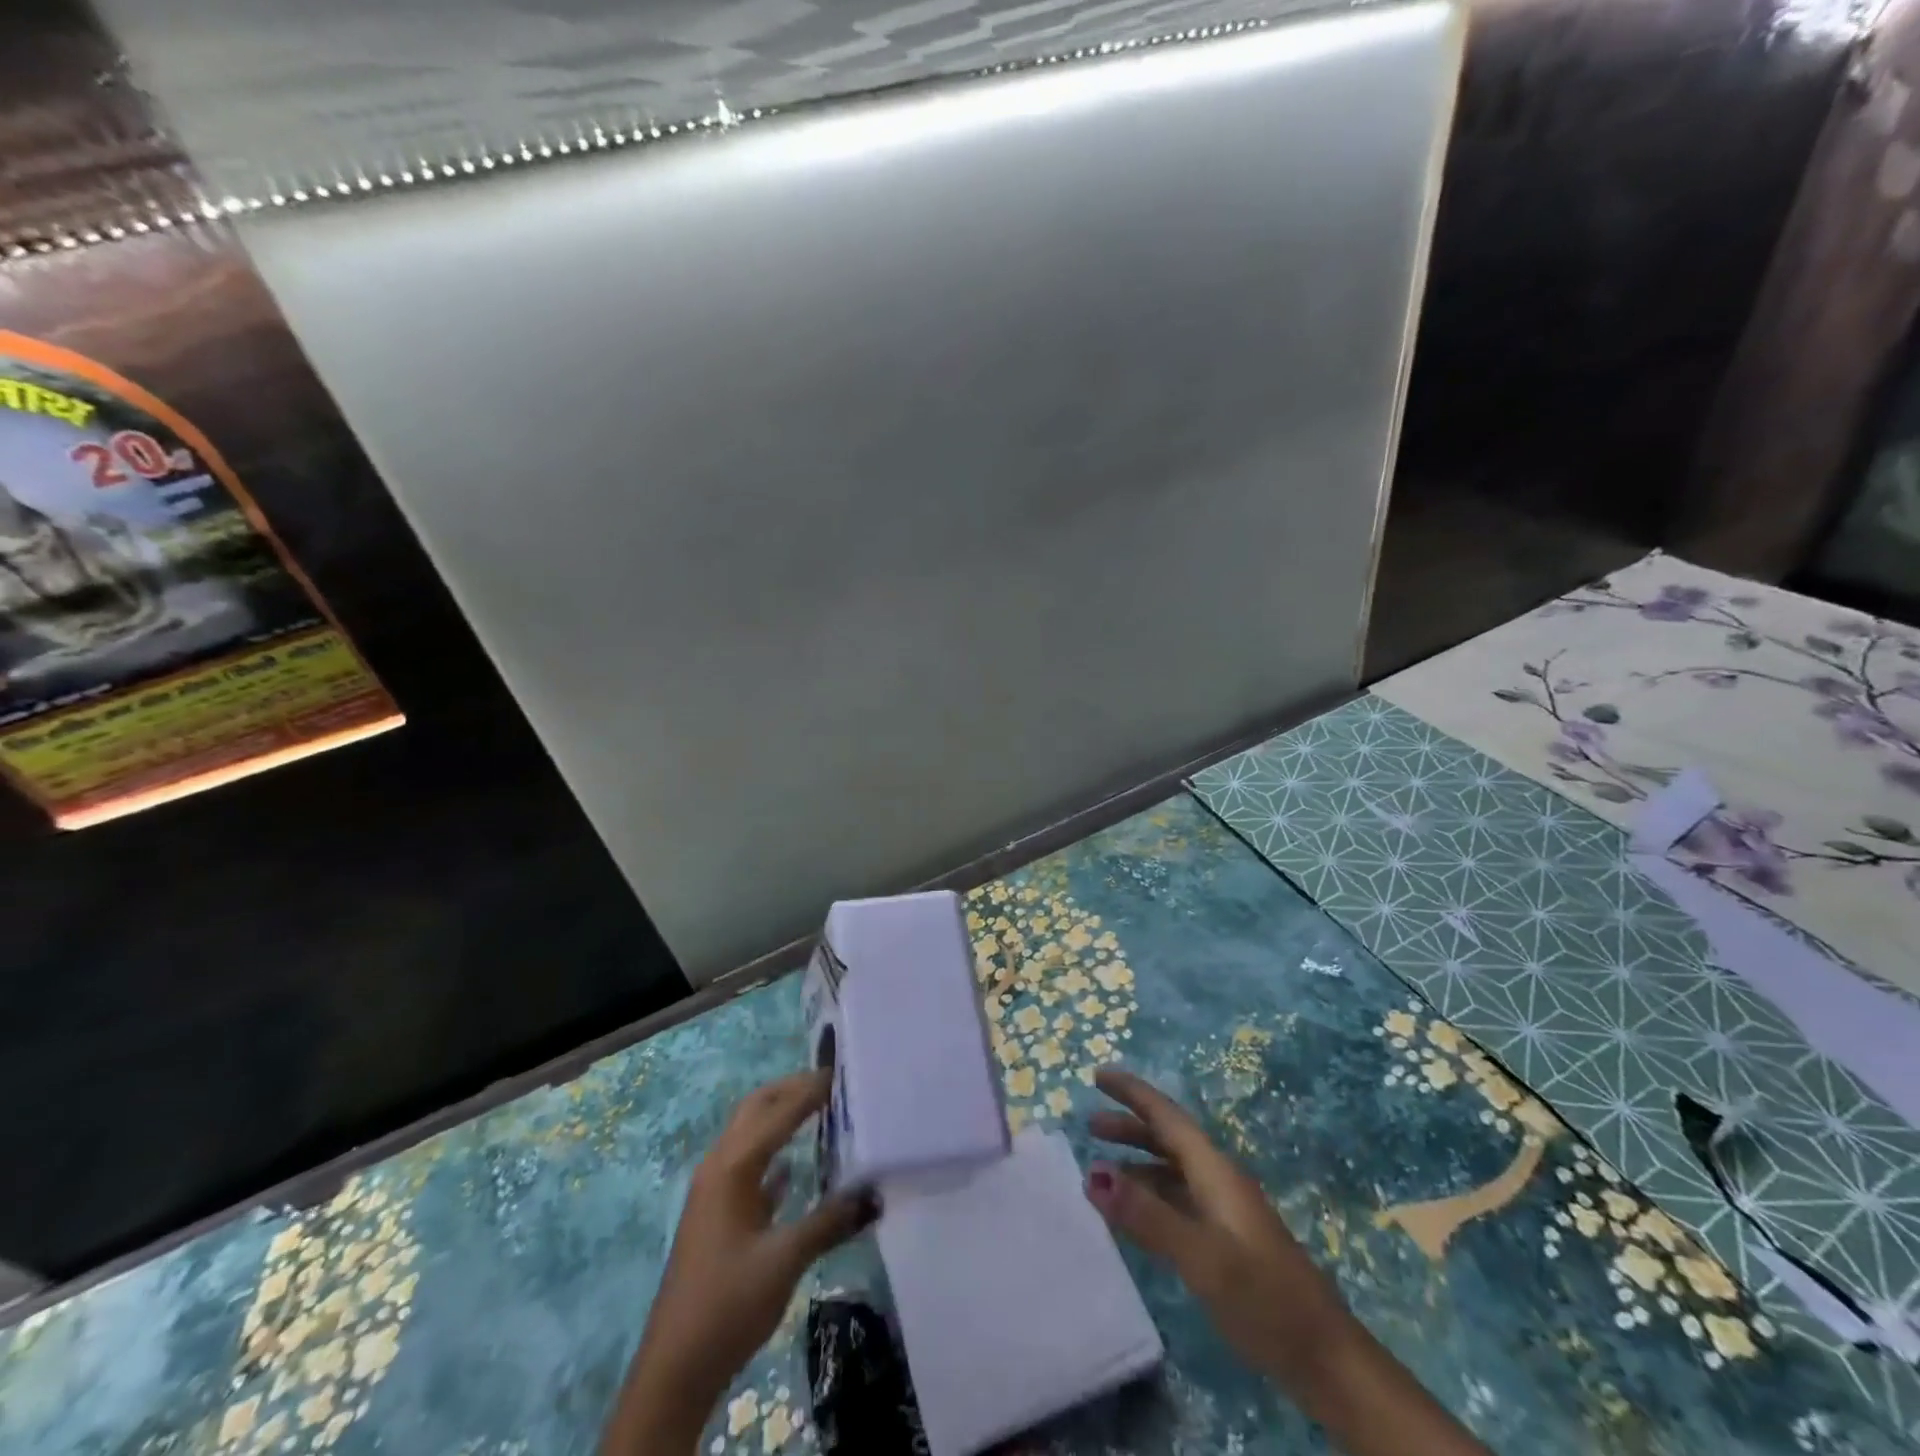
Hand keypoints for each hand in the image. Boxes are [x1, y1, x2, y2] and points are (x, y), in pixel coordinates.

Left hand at [601, 1070, 876, 1455]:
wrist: (675, 1368)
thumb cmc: (728, 1303)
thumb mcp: (785, 1260)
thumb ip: (830, 1221)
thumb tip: (874, 1194)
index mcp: (732, 1166)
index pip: (778, 1112)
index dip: (810, 1091)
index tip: (842, 1072)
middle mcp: (719, 1166)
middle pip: (756, 1109)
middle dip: (790, 1090)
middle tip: (831, 1082)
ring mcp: (714, 1190)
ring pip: (750, 1133)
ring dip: (780, 1115)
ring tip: (820, 1109)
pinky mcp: (717, 1213)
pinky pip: (749, 1164)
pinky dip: (773, 1150)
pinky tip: (793, 1165)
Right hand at [1084, 1069, 1490, 1455]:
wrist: (1326, 1359)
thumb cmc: (1264, 1299)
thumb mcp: (1201, 1257)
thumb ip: (1148, 1215)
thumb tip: (1094, 1173)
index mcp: (1215, 1172)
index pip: (1166, 1117)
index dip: (1132, 1092)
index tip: (1097, 1076)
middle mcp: (1218, 1181)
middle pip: (1168, 1139)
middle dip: (1129, 1126)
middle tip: (1089, 1124)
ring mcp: (1224, 1212)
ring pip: (1171, 1171)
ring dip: (1136, 1162)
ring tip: (1099, 1171)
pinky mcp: (1226, 1241)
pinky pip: (1177, 1200)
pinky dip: (1149, 1196)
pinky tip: (1134, 1215)